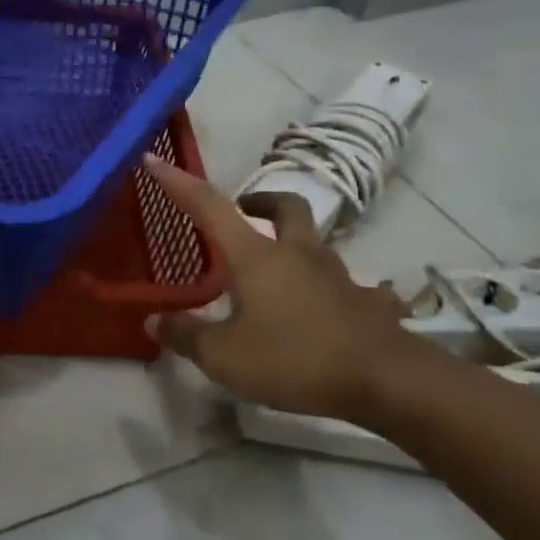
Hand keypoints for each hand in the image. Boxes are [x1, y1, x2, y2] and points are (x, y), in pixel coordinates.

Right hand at [145, 157, 414, 422]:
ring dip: (295, 245)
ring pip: (316, 243)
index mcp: (256, 256)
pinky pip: (353, 288)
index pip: (209, 206)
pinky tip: (332, 311)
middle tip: (244, 213)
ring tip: (277, 275)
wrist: (386, 380)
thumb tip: (154, 320)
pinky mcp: (367, 303)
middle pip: (284, 207)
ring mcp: (338, 275)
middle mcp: (298, 253)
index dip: (178, 183)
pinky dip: (339, 292)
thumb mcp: (224, 356)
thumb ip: (186, 335)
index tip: (155, 159)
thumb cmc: (294, 359)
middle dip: (260, 202)